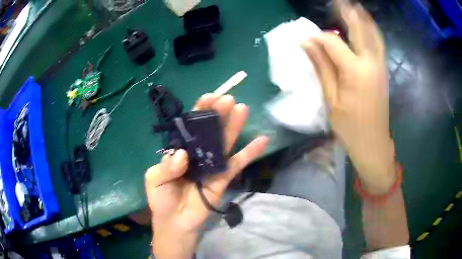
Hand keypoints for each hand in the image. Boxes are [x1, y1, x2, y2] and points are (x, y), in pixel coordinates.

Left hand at [145, 94, 267, 257]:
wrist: (175, 222)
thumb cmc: (162, 199)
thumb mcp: (155, 180)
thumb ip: (167, 167)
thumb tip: (182, 154)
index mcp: (180, 150)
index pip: (190, 127)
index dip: (199, 112)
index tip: (208, 98)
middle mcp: (198, 153)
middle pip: (210, 131)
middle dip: (218, 114)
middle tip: (227, 99)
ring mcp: (213, 164)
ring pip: (225, 142)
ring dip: (233, 125)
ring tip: (242, 108)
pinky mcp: (224, 178)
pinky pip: (238, 163)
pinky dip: (250, 152)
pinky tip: (263, 140)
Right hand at [302, 4, 394, 193]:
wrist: (374, 143)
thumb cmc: (350, 127)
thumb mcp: (332, 99)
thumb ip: (322, 67)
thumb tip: (307, 44)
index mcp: (355, 71)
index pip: (333, 42)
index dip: (317, 38)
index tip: (305, 39)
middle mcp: (370, 62)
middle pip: (359, 29)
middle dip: (347, 13)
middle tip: (338, 1)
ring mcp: (379, 65)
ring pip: (372, 34)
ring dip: (362, 18)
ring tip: (353, 6)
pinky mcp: (382, 70)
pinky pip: (377, 43)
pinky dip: (371, 30)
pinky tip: (366, 25)